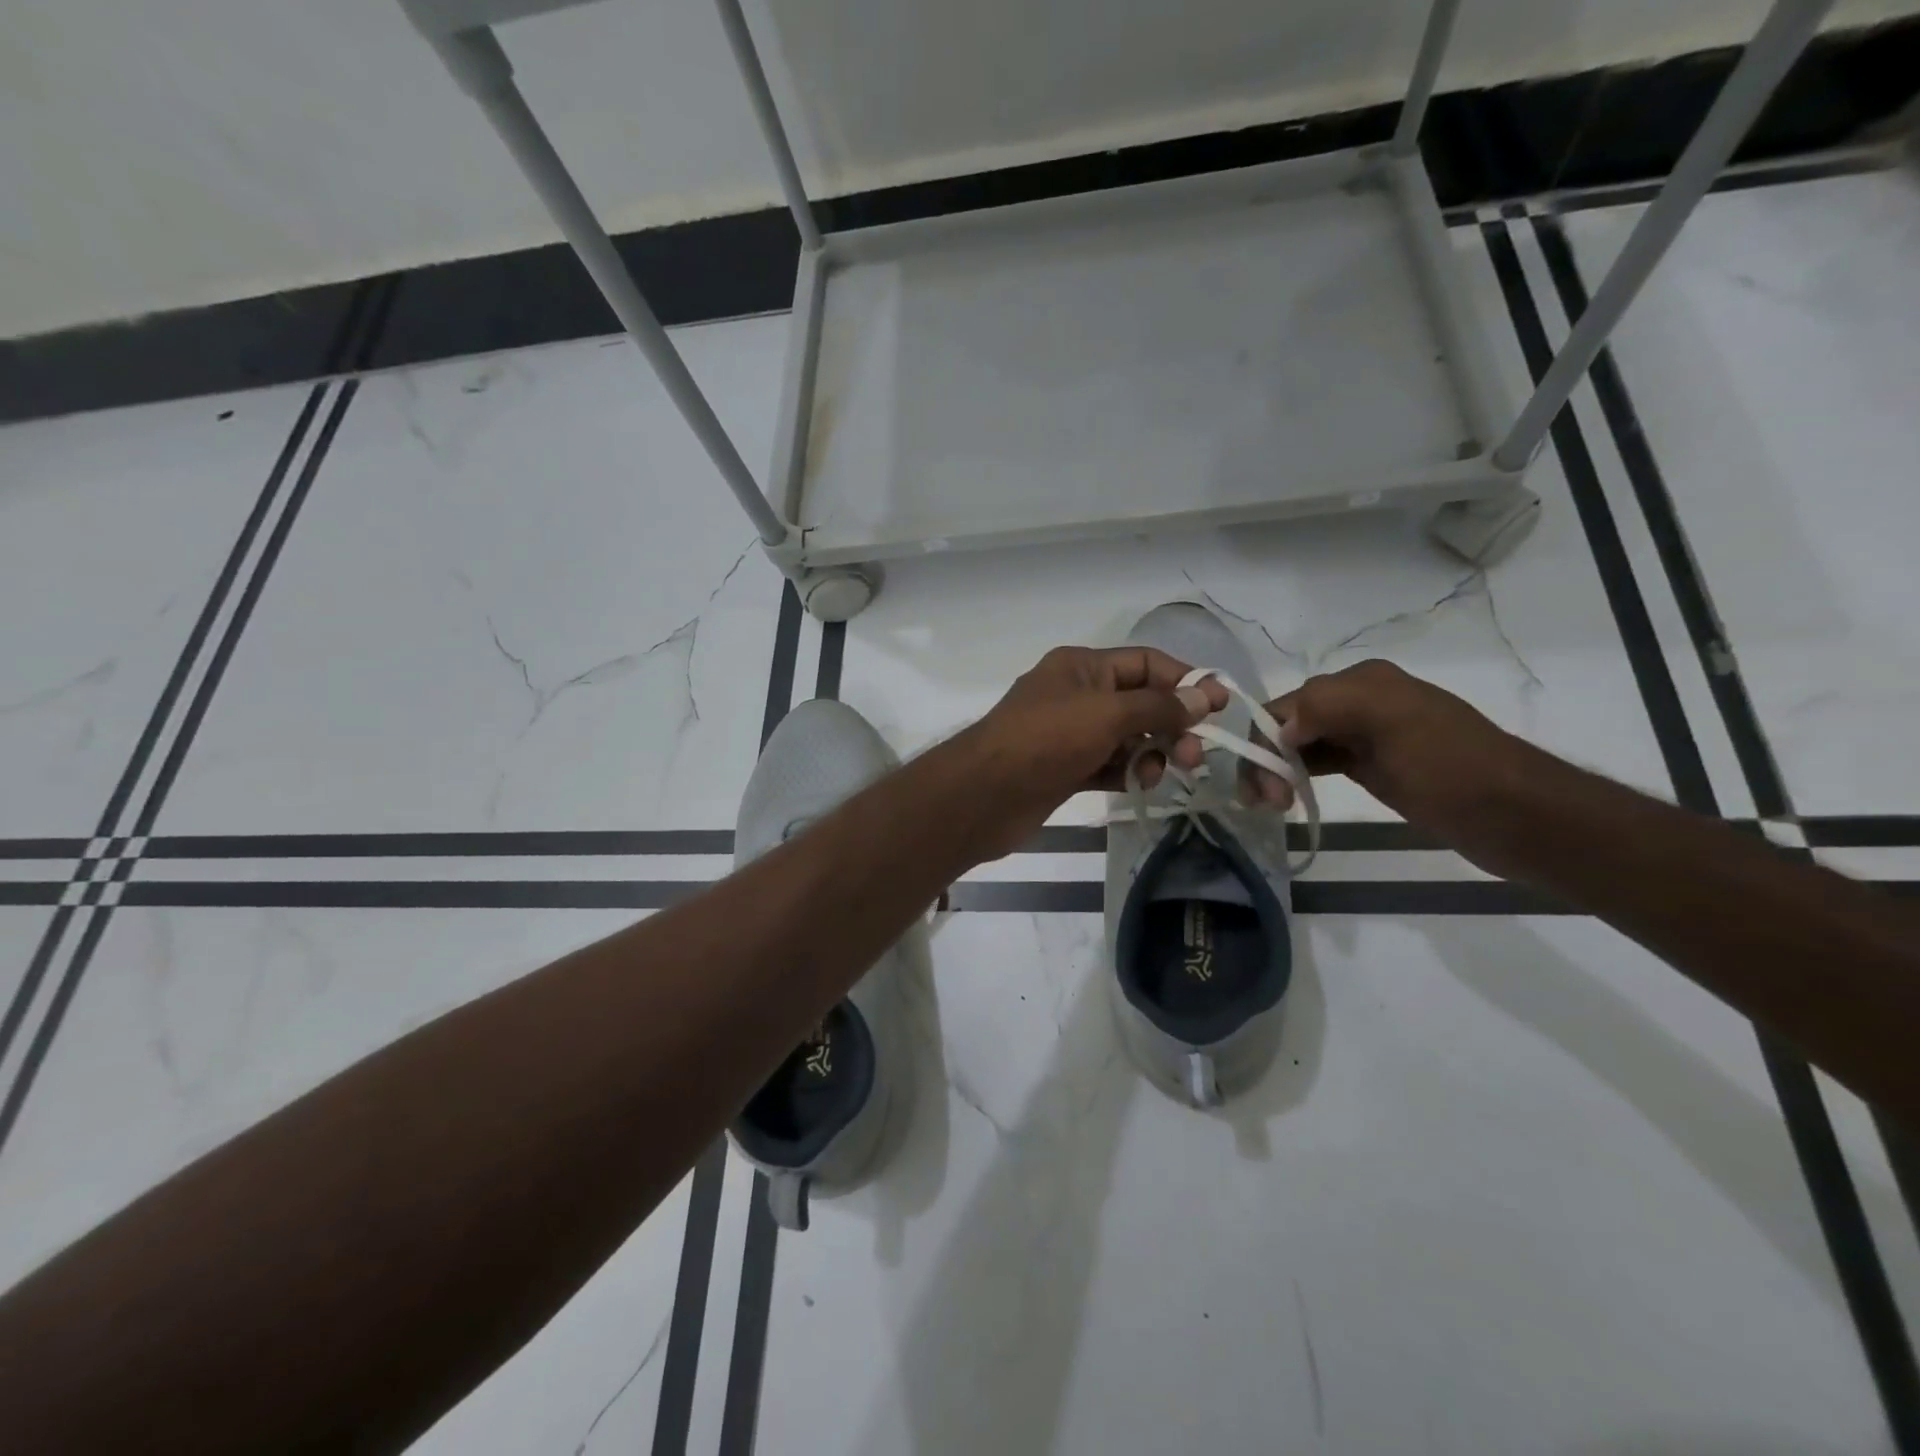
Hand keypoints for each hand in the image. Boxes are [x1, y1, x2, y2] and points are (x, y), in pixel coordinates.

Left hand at [955, 646, 1225, 858]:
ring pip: (1127, 738)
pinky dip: (1126, 773)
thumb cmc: (1045, 741)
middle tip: (1194, 756)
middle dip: (1171, 726)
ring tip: (1154, 775)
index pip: (1145, 663)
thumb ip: (1158, 707)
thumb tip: (1205, 696)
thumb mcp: (1107, 714)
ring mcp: (1069, 734)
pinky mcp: (1065, 769)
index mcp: (1082, 666)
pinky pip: (1109, 765)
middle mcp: (1077, 694)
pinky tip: (1135, 787)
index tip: (1219, 707)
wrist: (984, 796)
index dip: (1184, 681)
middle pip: (1140, 703)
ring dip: (1149, 754)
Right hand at [1242, 659, 1515, 827]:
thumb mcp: (1391, 721)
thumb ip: (1327, 707)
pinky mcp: (1372, 765)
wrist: (1516, 815)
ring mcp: (1365, 735)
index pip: (1287, 705)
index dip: (1264, 742)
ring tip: (1270, 805)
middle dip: (1266, 758)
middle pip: (1288, 724)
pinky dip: (1296, 775)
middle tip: (1266, 804)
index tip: (1263, 789)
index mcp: (1361, 682)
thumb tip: (1280, 727)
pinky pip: (1319, 762)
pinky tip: (1287, 795)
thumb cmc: (1451, 766)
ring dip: (1276, 769)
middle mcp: (1358, 702)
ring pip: (1299, 745)